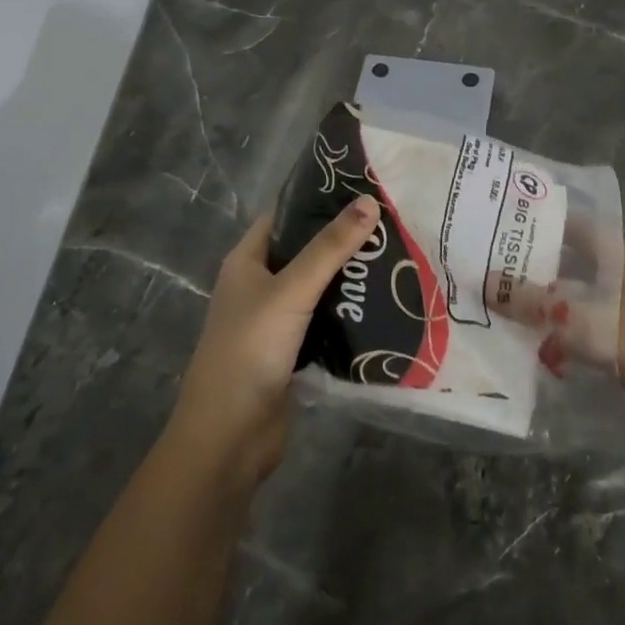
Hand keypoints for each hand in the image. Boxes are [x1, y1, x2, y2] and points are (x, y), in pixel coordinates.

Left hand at [168, 195, 380, 488]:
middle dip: (342, 240)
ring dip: (348, 277)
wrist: (229, 436)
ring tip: (396, 257)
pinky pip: (324, 320)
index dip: (318, 201)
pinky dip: (347, 311)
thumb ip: (330, 248)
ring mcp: (274, 321)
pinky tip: (382, 303)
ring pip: (317, 287)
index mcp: (247, 261)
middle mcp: (258, 285)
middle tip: (391, 224)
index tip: (363, 189)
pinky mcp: (291, 351)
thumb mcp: (292, 291)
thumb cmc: (250, 349)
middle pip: (305, 251)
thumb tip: (369, 202)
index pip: (285, 216)